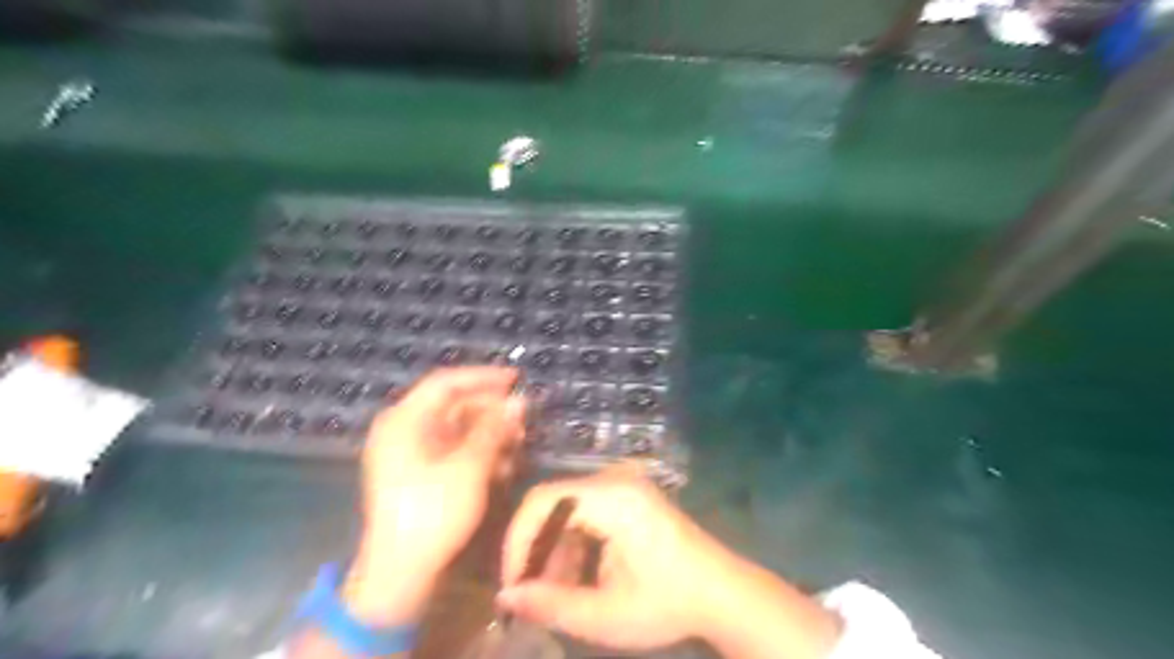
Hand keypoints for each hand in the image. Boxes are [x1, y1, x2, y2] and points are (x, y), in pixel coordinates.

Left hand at [339, 369, 523, 624]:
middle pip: (453, 406)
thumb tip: (520, 401)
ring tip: (518, 445)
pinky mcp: (421, 474)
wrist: (400, 574)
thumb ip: (494, 429)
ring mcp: (411, 454)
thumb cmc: (432, 513)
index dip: (483, 377)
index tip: (516, 379)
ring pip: (458, 430)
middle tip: (523, 420)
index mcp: (404, 421)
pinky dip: (480, 453)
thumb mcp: (469, 467)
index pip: (446, 383)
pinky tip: (503, 466)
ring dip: (490, 434)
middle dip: (491, 411)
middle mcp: (404, 430)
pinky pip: (454, 451)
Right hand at [493, 465, 731, 651]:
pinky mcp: (631, 495)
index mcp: (612, 497)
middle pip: (554, 503)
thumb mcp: (605, 615)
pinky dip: (575, 543)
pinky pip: (587, 511)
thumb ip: (550, 604)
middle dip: (536, 550)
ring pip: (568, 509)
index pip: (543, 501)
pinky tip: (580, 576)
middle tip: (531, 593)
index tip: (512, 583)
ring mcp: (625, 484)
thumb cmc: (667, 603)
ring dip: (555, 550)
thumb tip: (504, 597)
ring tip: (559, 593)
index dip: (518, 540)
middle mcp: (615, 479)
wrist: (723, 593)